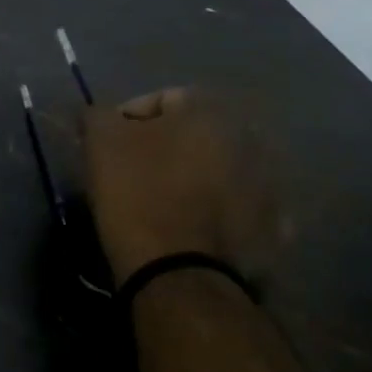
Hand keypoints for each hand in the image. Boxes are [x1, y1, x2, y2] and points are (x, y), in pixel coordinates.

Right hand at [81, 88, 276, 286]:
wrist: (177, 271)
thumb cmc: (136, 193)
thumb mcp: (101, 141)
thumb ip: (99, 114)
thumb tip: (101, 115)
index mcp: (210, 111)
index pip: (160, 100)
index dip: (126, 121)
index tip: (106, 148)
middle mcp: (248, 137)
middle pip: (193, 134)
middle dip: (165, 148)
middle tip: (133, 173)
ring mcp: (267, 183)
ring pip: (216, 169)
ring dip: (192, 177)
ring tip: (161, 202)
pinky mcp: (272, 225)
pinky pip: (235, 206)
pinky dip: (215, 210)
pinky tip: (190, 226)